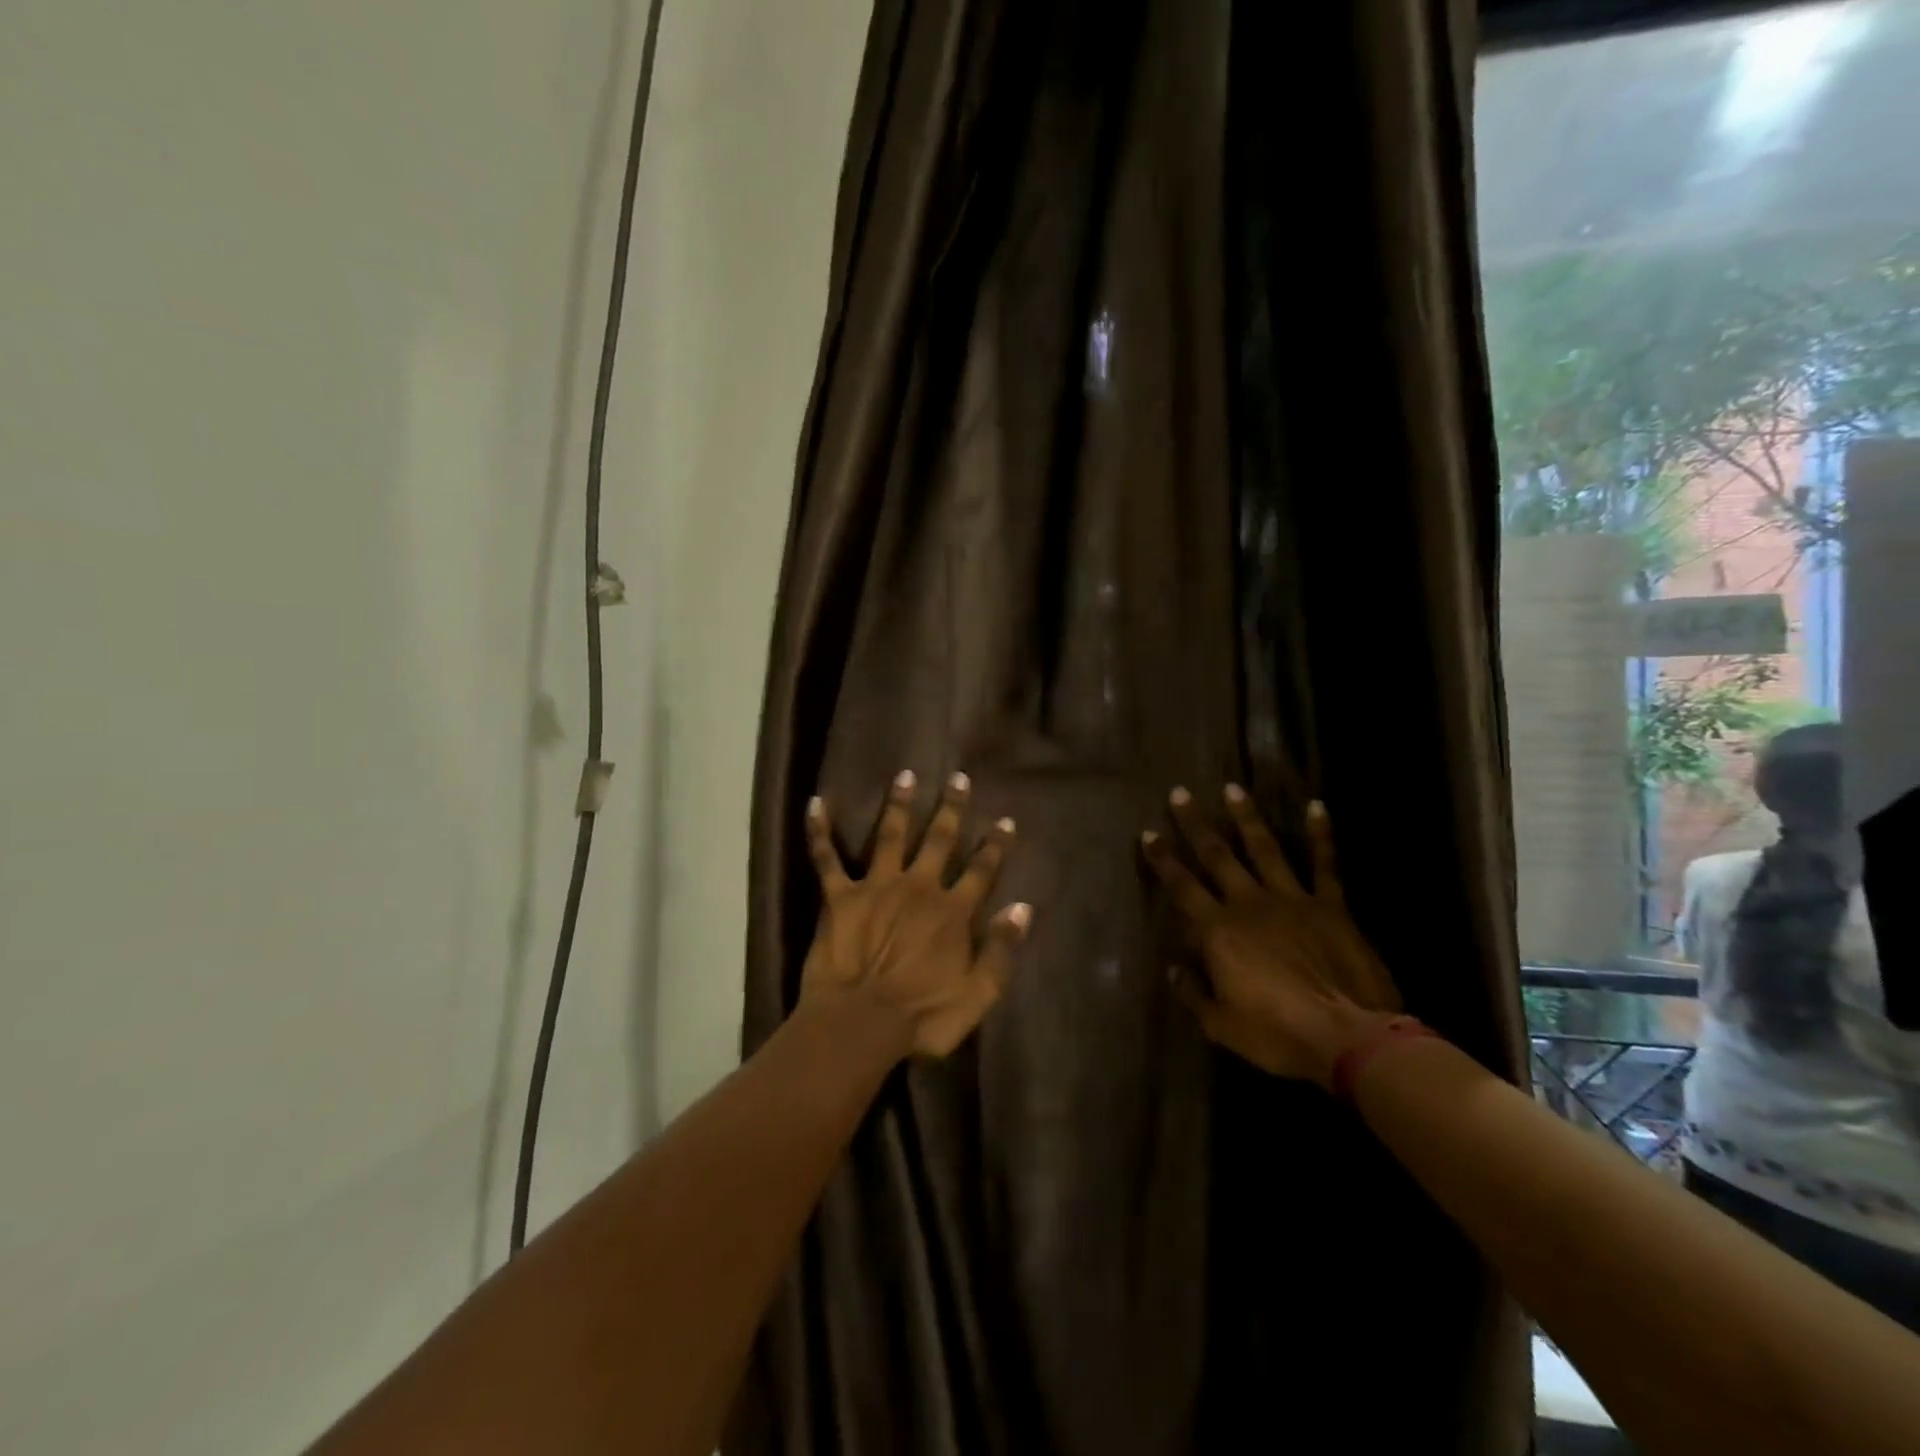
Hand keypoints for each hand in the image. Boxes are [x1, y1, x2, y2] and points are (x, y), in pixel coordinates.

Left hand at [801, 769, 1031, 1058]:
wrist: (860, 1024)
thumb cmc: (922, 1017)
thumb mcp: (978, 995)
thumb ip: (1001, 950)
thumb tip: (1022, 908)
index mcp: (952, 912)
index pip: (981, 870)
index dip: (996, 845)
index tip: (1006, 820)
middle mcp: (918, 888)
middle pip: (939, 840)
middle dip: (951, 808)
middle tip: (958, 778)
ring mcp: (877, 887)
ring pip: (890, 835)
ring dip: (899, 805)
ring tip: (905, 775)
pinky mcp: (839, 897)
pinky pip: (826, 858)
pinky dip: (819, 830)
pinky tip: (816, 802)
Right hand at [1142, 786, 1400, 1087]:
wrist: (1349, 1037)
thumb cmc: (1277, 1034)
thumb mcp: (1220, 1025)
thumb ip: (1193, 993)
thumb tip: (1175, 968)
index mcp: (1218, 931)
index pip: (1182, 887)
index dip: (1163, 859)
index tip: (1148, 833)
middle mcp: (1249, 904)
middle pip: (1217, 855)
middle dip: (1195, 823)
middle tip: (1180, 793)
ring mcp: (1292, 899)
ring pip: (1264, 848)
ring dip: (1246, 817)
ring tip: (1232, 788)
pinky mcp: (1331, 906)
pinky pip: (1325, 864)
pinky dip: (1321, 835)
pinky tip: (1317, 807)